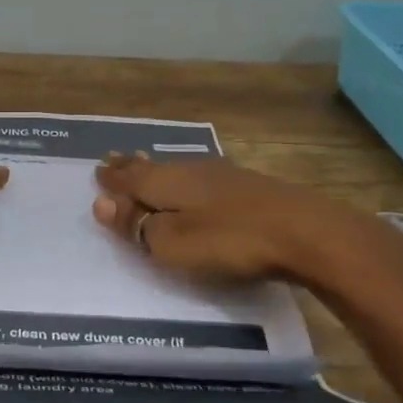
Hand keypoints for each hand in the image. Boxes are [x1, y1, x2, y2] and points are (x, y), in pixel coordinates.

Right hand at [90, 152, 402, 300]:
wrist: (306, 232)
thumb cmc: (228, 240)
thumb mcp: (171, 242)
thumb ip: (136, 224)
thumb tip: (101, 202)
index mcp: (165, 182)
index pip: (129, 178)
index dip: (111, 178)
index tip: (97, 170)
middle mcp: (190, 170)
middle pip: (152, 167)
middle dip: (130, 166)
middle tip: (113, 160)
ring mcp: (222, 175)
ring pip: (177, 169)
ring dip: (157, 170)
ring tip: (144, 166)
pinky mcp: (248, 186)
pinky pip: (200, 176)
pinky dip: (184, 179)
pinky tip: (191, 181)